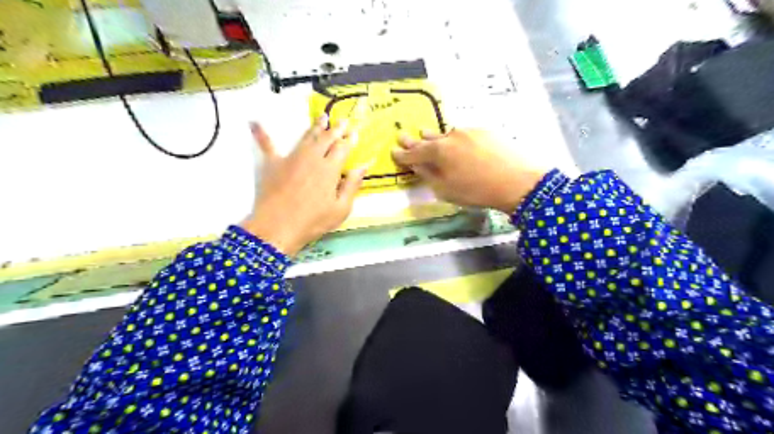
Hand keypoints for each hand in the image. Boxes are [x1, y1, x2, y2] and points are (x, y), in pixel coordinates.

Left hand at [241, 116, 365, 256]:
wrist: (277, 227)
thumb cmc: (313, 221)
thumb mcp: (341, 209)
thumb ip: (352, 185)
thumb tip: (363, 166)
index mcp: (330, 169)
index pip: (343, 148)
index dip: (350, 139)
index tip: (355, 132)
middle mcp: (312, 157)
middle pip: (326, 138)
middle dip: (336, 128)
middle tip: (343, 120)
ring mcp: (291, 158)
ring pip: (306, 137)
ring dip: (315, 126)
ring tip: (322, 117)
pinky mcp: (273, 163)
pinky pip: (267, 145)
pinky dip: (261, 134)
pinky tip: (254, 122)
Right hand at [395, 129, 549, 213]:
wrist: (517, 181)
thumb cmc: (477, 190)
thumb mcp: (446, 189)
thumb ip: (428, 175)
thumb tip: (417, 165)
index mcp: (438, 151)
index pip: (414, 152)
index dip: (402, 154)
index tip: (393, 151)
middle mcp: (450, 136)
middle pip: (428, 139)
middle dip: (415, 140)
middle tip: (403, 136)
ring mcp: (468, 131)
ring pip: (446, 134)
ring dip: (435, 137)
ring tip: (426, 135)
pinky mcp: (485, 131)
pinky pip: (464, 135)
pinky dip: (456, 140)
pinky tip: (458, 145)